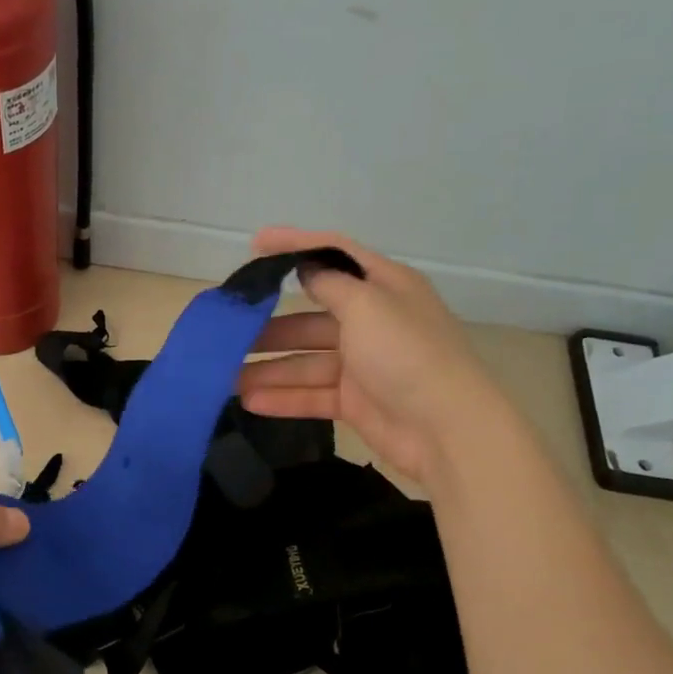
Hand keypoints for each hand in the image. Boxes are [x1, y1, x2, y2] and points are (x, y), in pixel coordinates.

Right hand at [237, 226, 502, 483]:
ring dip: (268, 369)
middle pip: (311, 318)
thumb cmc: (407, 354)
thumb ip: (331, 285)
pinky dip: (283, 397)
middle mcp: (372, 321)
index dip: (296, 246)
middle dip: (270, 327)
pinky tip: (249, 402)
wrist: (446, 429)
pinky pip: (312, 394)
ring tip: (226, 378)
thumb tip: (306, 270)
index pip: (334, 256)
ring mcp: (363, 364)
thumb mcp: (367, 305)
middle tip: (228, 334)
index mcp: (384, 287)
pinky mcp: (356, 401)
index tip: (255, 244)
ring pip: (306, 361)